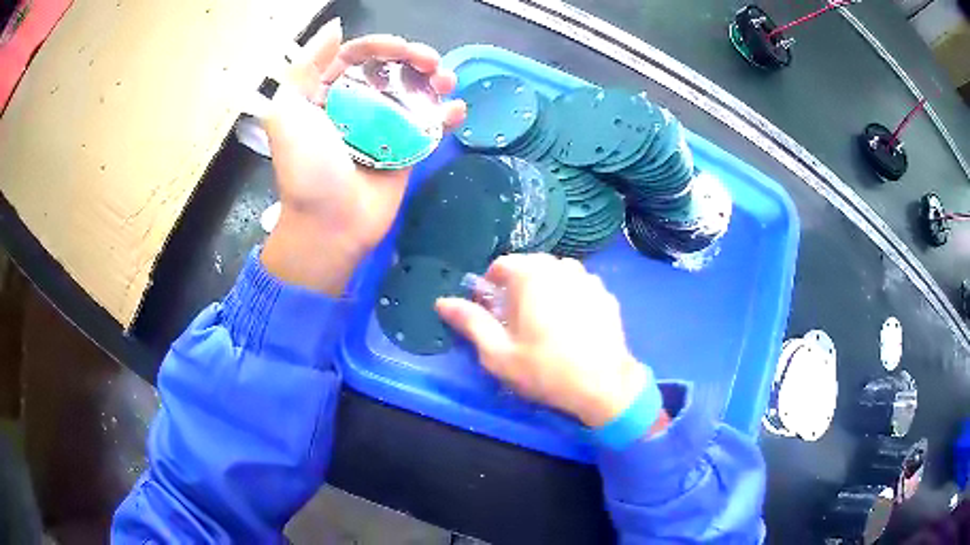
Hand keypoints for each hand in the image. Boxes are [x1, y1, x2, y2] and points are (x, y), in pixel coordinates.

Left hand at [261, 18, 465, 294]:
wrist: (330, 226)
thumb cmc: (306, 170)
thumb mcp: (287, 114)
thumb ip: (304, 67)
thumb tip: (335, 28)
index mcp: (325, 94)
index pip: (356, 55)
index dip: (380, 45)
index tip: (401, 48)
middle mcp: (355, 106)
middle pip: (390, 70)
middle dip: (414, 59)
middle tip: (433, 63)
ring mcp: (383, 128)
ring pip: (413, 93)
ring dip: (435, 82)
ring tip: (448, 82)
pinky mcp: (405, 151)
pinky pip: (428, 127)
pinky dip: (445, 116)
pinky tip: (456, 110)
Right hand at [437, 254, 664, 429]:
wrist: (604, 385)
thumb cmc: (545, 370)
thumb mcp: (498, 352)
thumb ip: (470, 322)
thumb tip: (442, 302)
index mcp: (531, 275)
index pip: (501, 265)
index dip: (491, 287)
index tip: (492, 312)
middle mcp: (561, 267)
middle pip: (530, 267)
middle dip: (518, 288)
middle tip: (517, 322)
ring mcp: (588, 279)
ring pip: (556, 275)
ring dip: (545, 290)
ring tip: (545, 323)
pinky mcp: (605, 294)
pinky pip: (578, 287)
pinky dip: (569, 298)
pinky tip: (572, 327)